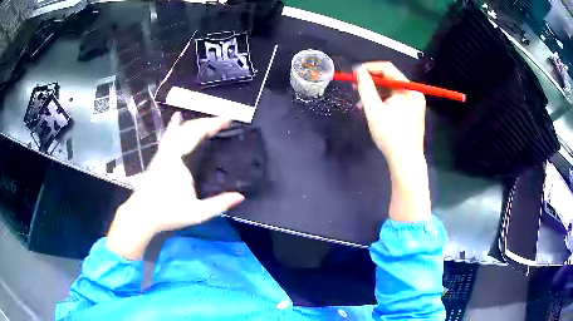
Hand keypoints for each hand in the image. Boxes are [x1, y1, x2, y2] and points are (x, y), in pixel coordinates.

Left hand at [107, 113, 244, 259]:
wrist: (141, 215)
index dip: (213, 124)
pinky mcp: (158, 157)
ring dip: (195, 123)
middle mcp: (171, 152)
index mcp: (180, 161)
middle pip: (189, 128)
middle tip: (223, 120)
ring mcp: (163, 153)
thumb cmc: (168, 213)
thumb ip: (219, 204)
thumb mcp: (197, 213)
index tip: (228, 118)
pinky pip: (169, 136)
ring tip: (208, 120)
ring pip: (179, 130)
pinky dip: (175, 126)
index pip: (197, 134)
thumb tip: (240, 196)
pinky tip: (177, 117)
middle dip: (207, 121)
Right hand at [356, 62, 425, 164]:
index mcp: (408, 89)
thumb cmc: (390, 135)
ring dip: (374, 94)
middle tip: (354, 87)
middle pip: (389, 79)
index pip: (387, 68)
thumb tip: (358, 70)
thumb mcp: (374, 110)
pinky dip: (382, 102)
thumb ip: (365, 87)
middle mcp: (413, 93)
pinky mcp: (411, 112)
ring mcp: (413, 103)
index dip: (369, 68)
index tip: (354, 74)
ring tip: (360, 102)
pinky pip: (394, 101)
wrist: (405, 161)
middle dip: (371, 82)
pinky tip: (370, 110)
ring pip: (390, 91)